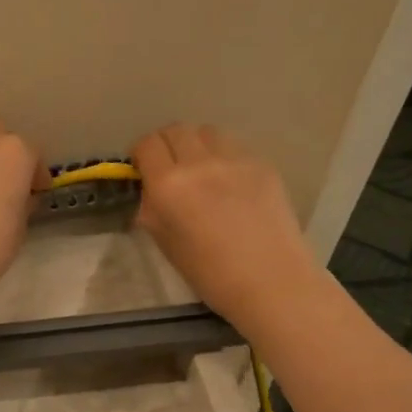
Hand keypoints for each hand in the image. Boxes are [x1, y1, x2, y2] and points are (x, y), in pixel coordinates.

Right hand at [132, 124, 322, 333]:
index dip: (140, 154)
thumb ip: (152, 210)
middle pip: (176, 130)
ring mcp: (235, 160)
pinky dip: (223, 157)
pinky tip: (230, 183)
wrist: (271, 282)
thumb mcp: (166, 244)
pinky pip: (234, 147)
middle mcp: (200, 162)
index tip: (142, 169)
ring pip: (207, 132)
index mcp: (169, 185)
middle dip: (166, 144)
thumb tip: (151, 193)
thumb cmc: (211, 274)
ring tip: (200, 169)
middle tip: (168, 167)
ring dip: (196, 144)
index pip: (147, 145)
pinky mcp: (262, 165)